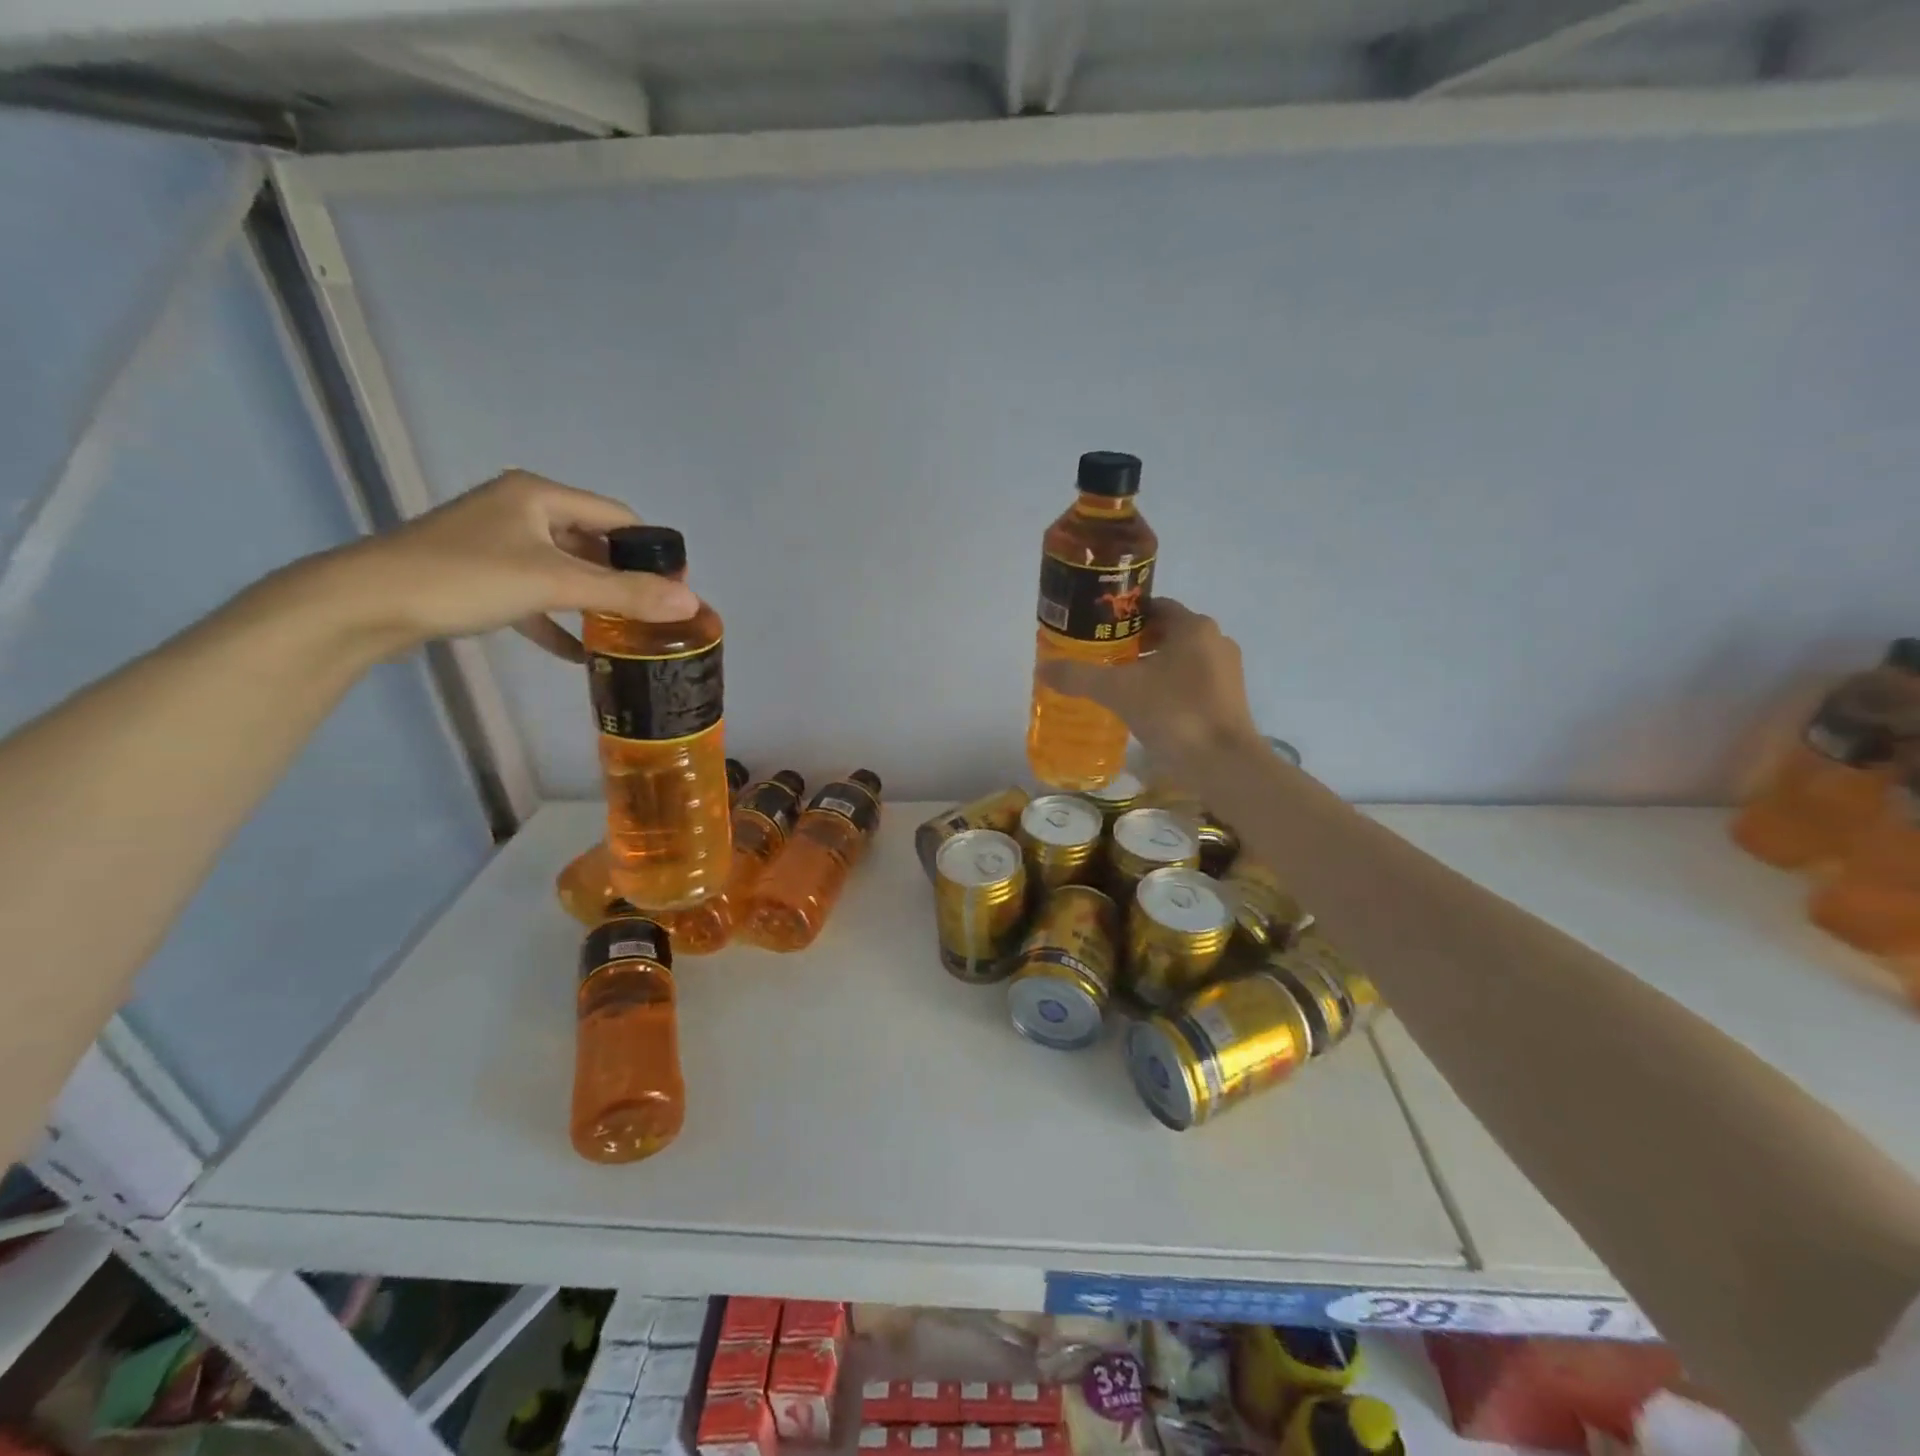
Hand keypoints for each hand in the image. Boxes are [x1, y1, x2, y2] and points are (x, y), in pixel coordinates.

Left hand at [300, 471, 699, 661]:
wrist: (363, 604)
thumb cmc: (465, 578)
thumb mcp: (554, 584)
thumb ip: (624, 594)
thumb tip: (690, 603)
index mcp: (540, 495)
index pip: (618, 516)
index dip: (652, 551)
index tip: (676, 589)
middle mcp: (520, 510)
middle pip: (593, 542)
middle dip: (624, 579)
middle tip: (654, 615)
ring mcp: (496, 543)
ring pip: (565, 569)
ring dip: (594, 600)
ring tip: (626, 632)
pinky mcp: (479, 576)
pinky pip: (535, 594)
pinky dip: (559, 620)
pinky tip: (579, 652)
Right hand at [1038, 597, 1262, 770]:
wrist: (1223, 765)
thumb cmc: (1174, 714)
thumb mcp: (1118, 692)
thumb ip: (1079, 676)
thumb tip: (1042, 667)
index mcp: (1193, 627)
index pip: (1153, 607)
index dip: (1123, 617)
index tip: (1097, 632)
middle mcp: (1215, 641)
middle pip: (1166, 633)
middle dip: (1134, 644)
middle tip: (1101, 660)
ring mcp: (1227, 672)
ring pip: (1180, 660)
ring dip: (1151, 668)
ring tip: (1118, 686)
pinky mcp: (1230, 700)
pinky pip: (1191, 683)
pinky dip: (1168, 688)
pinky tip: (1145, 709)